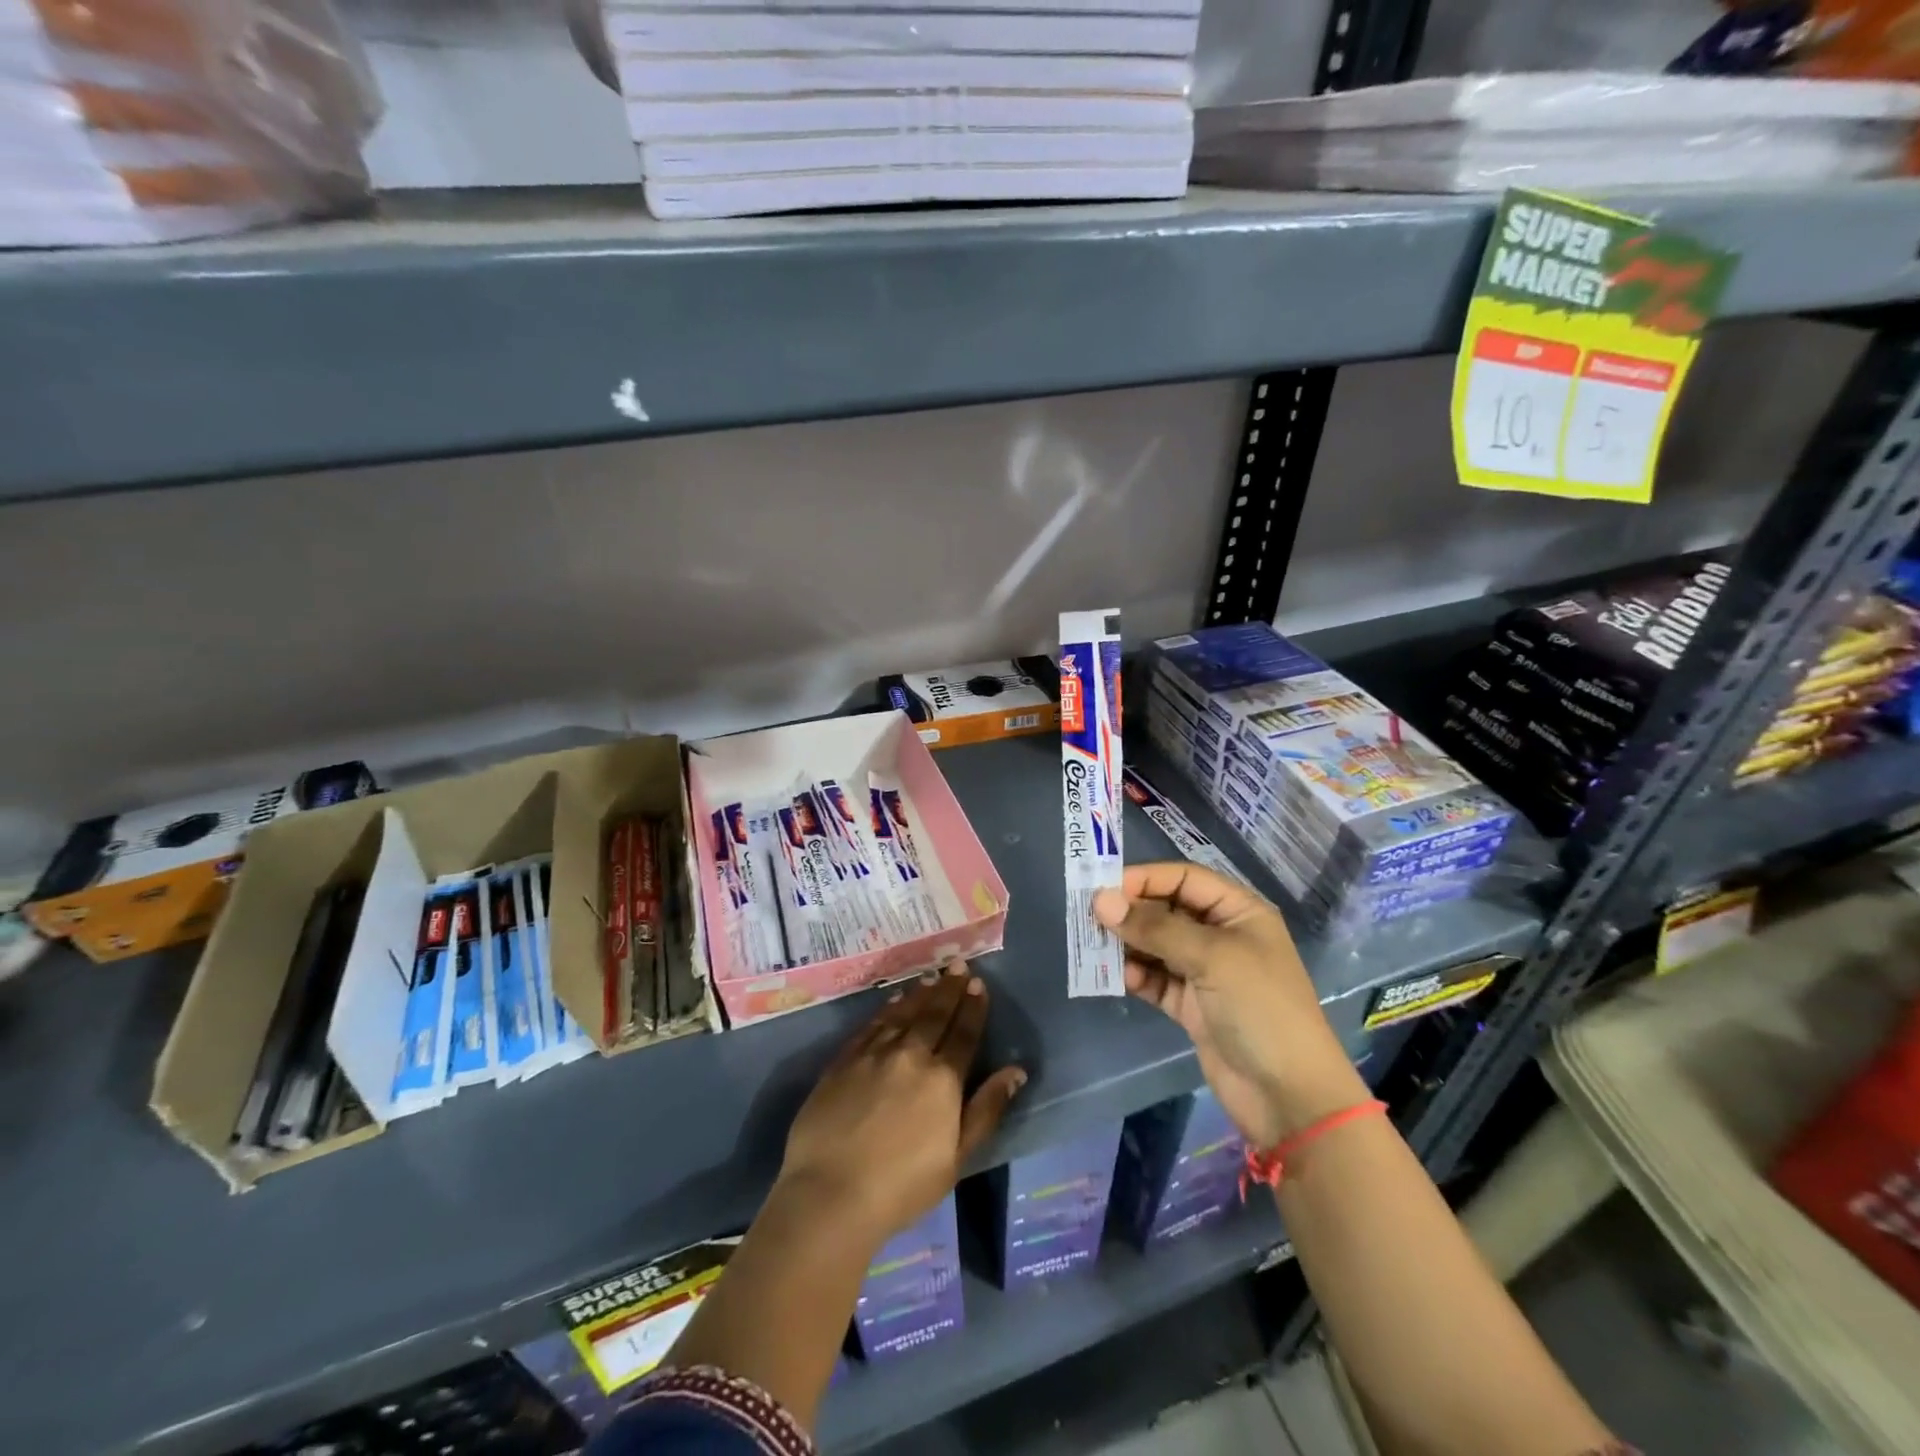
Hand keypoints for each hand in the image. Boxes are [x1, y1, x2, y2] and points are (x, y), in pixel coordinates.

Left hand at [777, 961, 1025, 1246]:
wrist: (830, 1193)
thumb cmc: (901, 1186)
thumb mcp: (956, 1158)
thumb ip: (986, 1109)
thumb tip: (1016, 1071)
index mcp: (942, 1080)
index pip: (963, 1034)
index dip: (973, 1008)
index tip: (979, 985)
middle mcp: (910, 1055)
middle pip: (934, 1015)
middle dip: (949, 989)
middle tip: (958, 965)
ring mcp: (873, 1055)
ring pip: (902, 1014)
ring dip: (919, 994)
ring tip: (931, 978)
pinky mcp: (843, 1061)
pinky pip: (871, 1025)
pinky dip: (886, 1010)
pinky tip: (893, 1002)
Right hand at [1094, 863, 1368, 1147]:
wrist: (1289, 1097)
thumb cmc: (1260, 1009)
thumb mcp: (1211, 958)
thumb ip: (1155, 927)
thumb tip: (1101, 901)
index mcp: (1239, 912)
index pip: (1184, 878)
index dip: (1145, 878)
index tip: (1102, 887)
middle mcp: (1221, 936)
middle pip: (1167, 909)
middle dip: (1130, 911)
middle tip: (1089, 917)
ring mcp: (1205, 972)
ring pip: (1156, 945)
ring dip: (1127, 943)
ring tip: (1094, 945)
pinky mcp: (1192, 1006)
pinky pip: (1155, 979)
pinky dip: (1136, 974)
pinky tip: (1117, 975)